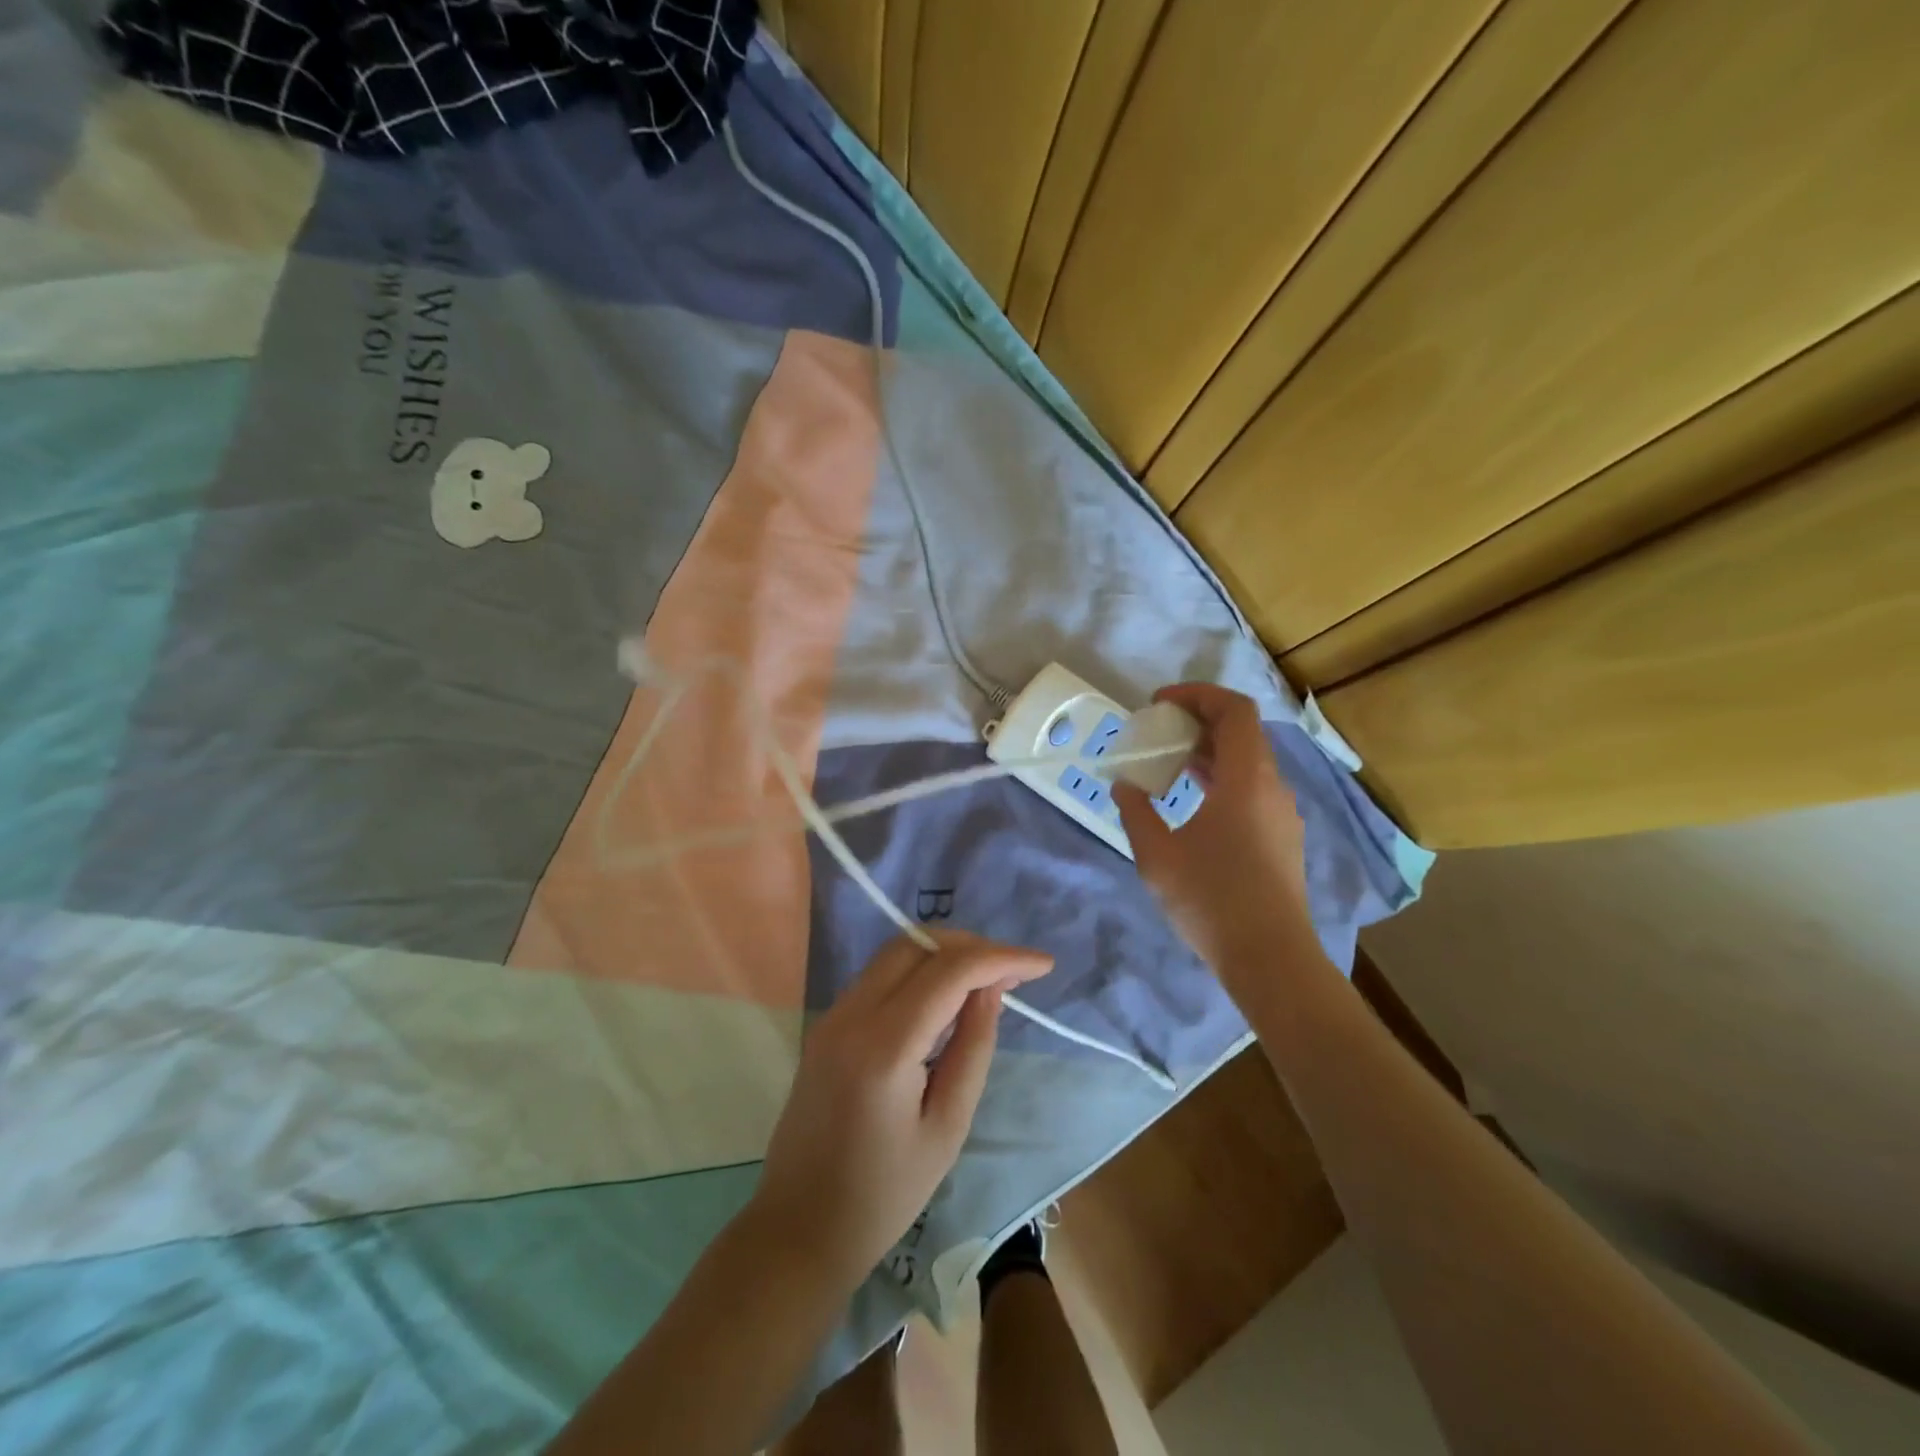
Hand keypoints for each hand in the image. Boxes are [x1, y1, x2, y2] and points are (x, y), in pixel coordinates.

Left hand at [752, 930, 1053, 1288]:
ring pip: (896, 953)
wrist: (797, 1228)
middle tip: (1014, 972)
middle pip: (917, 944)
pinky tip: (947, 998)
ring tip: (988, 980)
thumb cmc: (884, 1195)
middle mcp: (852, 1014)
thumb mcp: (947, 1127)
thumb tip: (991, 989)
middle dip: (972, 946)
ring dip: (945, 954)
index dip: (1001, 957)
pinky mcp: (828, 1025)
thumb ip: (973, 1047)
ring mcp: (833, 1015)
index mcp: (884, 1046)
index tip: (1043, 965)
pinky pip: (879, 976)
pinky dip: (919, 971)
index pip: (950, 970)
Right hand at [1114, 683, 1311, 977]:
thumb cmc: (1212, 900)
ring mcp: (1282, 813)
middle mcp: (1272, 786)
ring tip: (1170, 761)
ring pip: (1249, 761)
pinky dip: (1223, 777)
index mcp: (1247, 779)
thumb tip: (1125, 786)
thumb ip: (1136, 812)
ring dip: (1210, 750)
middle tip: (1159, 730)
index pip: (1233, 710)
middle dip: (1199, 720)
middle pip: (1242, 731)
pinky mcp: (1282, 836)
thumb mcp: (1157, 856)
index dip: (1197, 695)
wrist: (1271, 958)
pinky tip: (1195, 801)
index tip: (1160, 703)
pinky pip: (1253, 787)